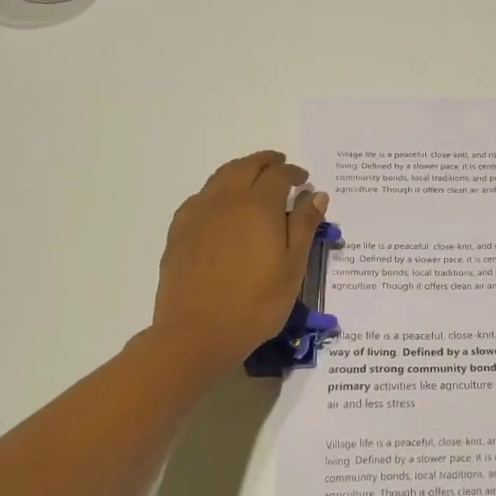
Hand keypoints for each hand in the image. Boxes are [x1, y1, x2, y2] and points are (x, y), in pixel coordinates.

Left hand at [150, 150, 328, 371]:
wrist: (197, 333)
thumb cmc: (256, 304)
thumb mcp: (292, 268)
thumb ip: (304, 226)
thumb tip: (316, 194)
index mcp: (258, 206)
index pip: (278, 175)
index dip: (293, 173)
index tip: (304, 179)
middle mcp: (226, 200)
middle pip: (246, 167)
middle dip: (266, 162)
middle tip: (280, 166)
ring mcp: (198, 214)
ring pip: (220, 178)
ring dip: (240, 171)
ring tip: (252, 179)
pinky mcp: (179, 231)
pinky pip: (200, 197)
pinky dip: (217, 191)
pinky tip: (221, 206)